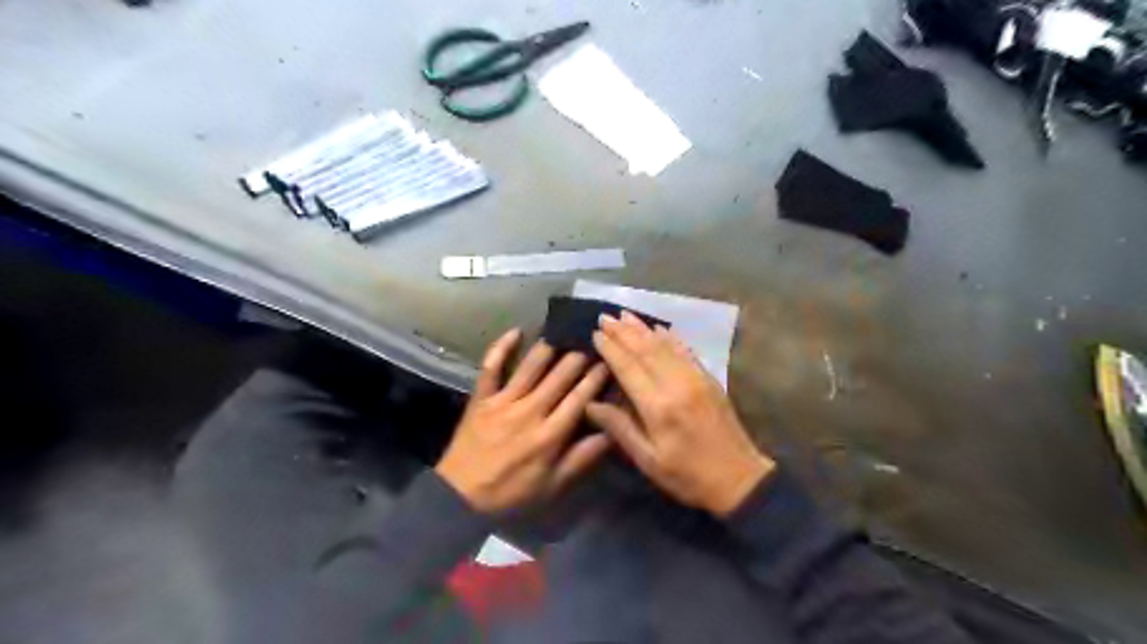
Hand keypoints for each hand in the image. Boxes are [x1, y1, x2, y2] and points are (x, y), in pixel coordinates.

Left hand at [436, 330, 612, 514]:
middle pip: (560, 375)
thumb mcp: (553, 485)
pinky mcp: (481, 398)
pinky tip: (516, 330)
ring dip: (550, 345)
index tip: (609, 358)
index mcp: (551, 434)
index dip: (597, 376)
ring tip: (565, 329)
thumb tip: (611, 432)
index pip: (581, 397)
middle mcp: (530, 410)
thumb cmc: (512, 493)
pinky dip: (502, 347)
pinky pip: (491, 367)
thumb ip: (583, 457)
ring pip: (531, 366)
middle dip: (579, 355)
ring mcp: (503, 401)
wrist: (460, 497)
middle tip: (592, 337)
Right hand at [590, 311, 770, 517]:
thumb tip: (590, 403)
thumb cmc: (687, 475)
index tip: (595, 333)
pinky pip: (685, 350)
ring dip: (642, 328)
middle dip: (623, 332)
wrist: (739, 478)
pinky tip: (658, 327)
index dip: (611, 349)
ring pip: (665, 345)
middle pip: (645, 350)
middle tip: (604, 317)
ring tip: (624, 315)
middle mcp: (677, 384)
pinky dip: (669, 337)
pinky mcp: (709, 378)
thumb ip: (620, 428)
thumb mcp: (648, 460)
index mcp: (659, 406)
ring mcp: (696, 378)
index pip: (629, 368)